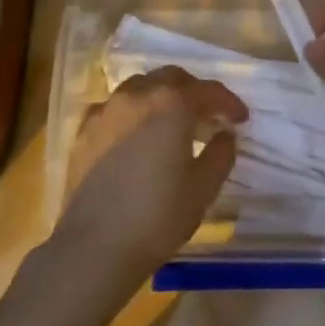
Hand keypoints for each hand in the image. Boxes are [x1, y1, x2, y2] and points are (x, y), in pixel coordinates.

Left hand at [53, 66, 247, 287]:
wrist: (94, 247)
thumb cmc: (158, 216)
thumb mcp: (203, 188)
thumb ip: (221, 153)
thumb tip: (225, 134)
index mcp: (170, 103)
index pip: (208, 90)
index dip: (229, 102)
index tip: (241, 119)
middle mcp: (136, 95)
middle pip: (171, 78)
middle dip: (194, 92)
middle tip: (209, 115)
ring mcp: (105, 110)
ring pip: (139, 87)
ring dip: (162, 97)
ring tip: (173, 123)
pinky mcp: (83, 131)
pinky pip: (114, 107)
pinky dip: (133, 112)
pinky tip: (136, 135)